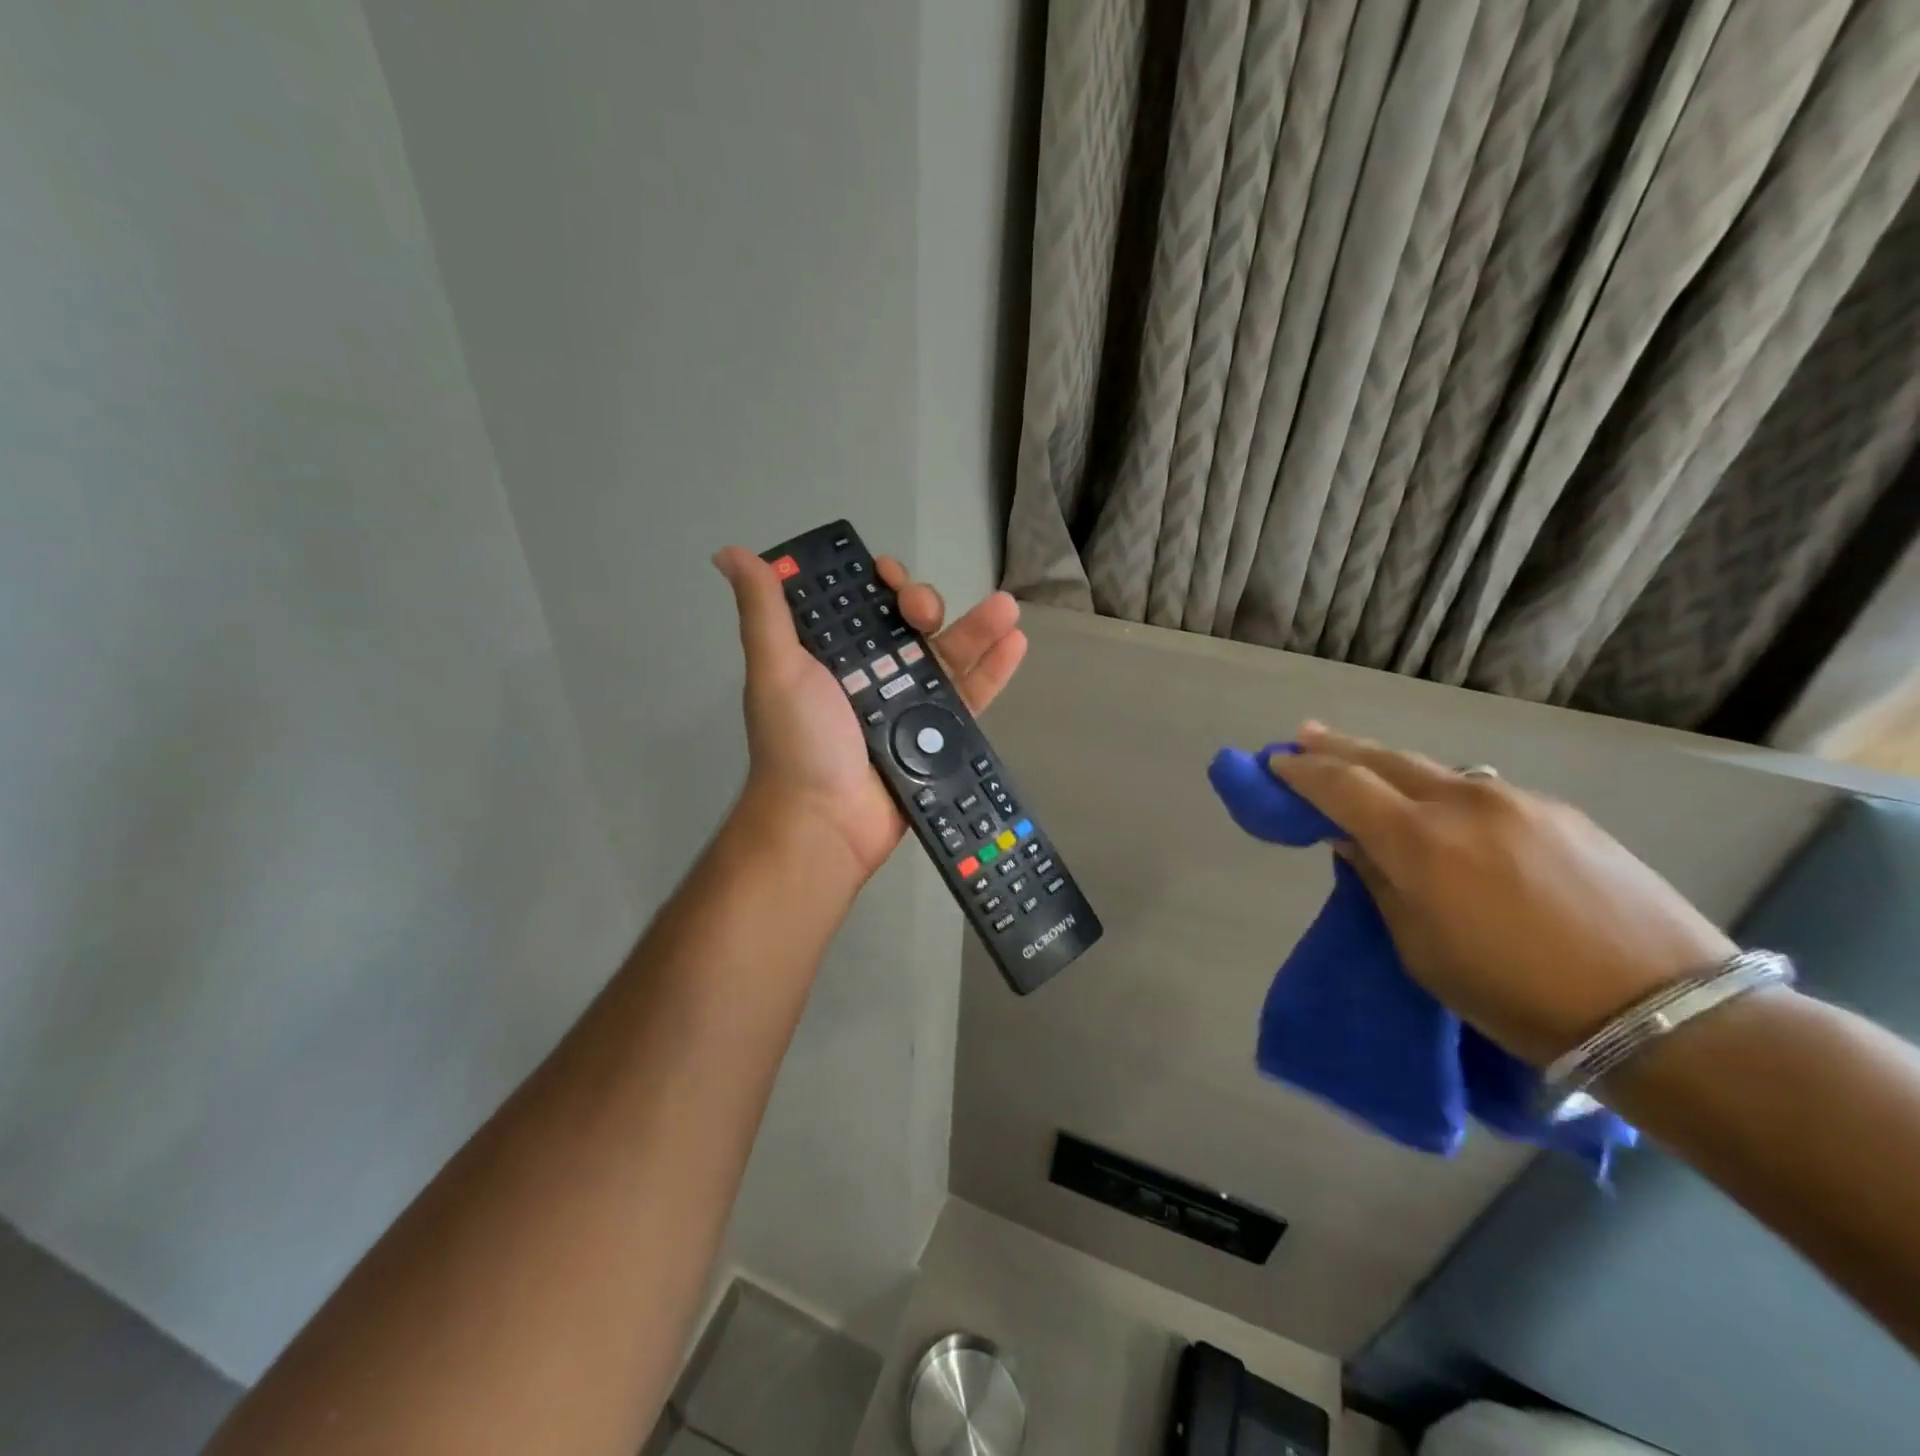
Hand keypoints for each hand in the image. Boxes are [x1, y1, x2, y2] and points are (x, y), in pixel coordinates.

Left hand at [713, 546, 1026, 880]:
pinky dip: (994, 670)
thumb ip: (764, 612)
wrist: (825, 823)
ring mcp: (909, 706)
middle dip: (924, 604)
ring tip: (1006, 608)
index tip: (887, 578)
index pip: (863, 604)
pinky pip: (971, 697)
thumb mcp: (776, 669)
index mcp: (834, 655)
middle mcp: (873, 674)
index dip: (878, 582)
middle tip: (923, 612)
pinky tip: (1016, 642)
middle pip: (910, 624)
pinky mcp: (937, 736)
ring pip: (948, 654)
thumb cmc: (799, 742)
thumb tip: (730, 552)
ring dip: (978, 627)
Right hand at [1269, 724, 1737, 1066]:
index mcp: (1419, 842)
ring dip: (1389, 765)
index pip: (1340, 786)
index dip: (1300, 772)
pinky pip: (1480, 790)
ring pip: (1434, 769)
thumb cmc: (1517, 996)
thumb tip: (1354, 841)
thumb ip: (1379, 882)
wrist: (1666, 1013)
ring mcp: (1516, 800)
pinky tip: (1442, 809)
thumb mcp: (1421, 950)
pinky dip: (1443, 790)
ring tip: (1363, 765)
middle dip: (1335, 746)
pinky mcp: (1560, 812)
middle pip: (1383, 758)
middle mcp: (1463, 803)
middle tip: (1302, 736)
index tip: (1274, 764)